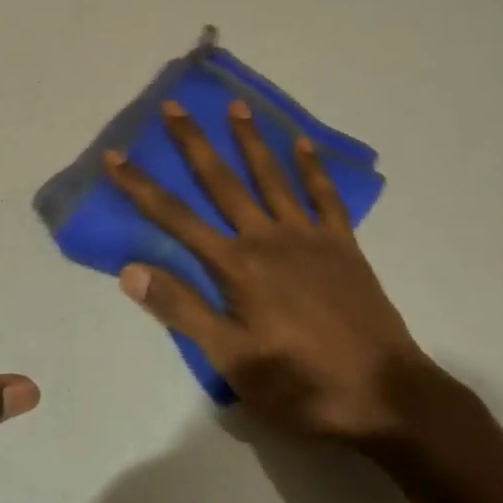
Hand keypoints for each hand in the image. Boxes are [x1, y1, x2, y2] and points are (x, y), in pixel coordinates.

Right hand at [106, 102, 433, 445]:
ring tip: (236, 106)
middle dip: (194, 143)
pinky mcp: (344, 246)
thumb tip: (130, 270)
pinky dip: (313, 169)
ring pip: (272, 178)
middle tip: (174, 106)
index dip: (141, 187)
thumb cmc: (302, 385)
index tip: (115, 156)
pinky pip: (325, 197)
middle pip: (222, 182)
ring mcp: (309, 237)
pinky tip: (303, 144)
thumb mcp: (233, 361)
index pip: (176, 218)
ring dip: (251, 140)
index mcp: (237, 267)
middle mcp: (268, 238)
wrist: (388, 397)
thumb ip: (182, 311)